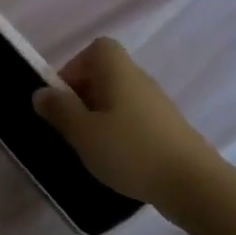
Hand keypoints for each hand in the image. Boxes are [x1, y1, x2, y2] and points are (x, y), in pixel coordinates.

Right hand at [32, 37, 224, 204]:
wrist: (194, 184)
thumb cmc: (131, 151)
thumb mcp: (83, 132)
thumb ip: (59, 110)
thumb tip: (41, 92)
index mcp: (118, 71)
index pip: (95, 50)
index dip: (74, 68)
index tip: (63, 99)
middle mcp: (139, 80)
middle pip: (104, 74)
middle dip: (82, 97)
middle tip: (71, 127)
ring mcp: (157, 105)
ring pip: (118, 99)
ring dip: (99, 117)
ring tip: (90, 147)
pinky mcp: (167, 129)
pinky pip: (133, 119)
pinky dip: (119, 132)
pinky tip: (116, 160)